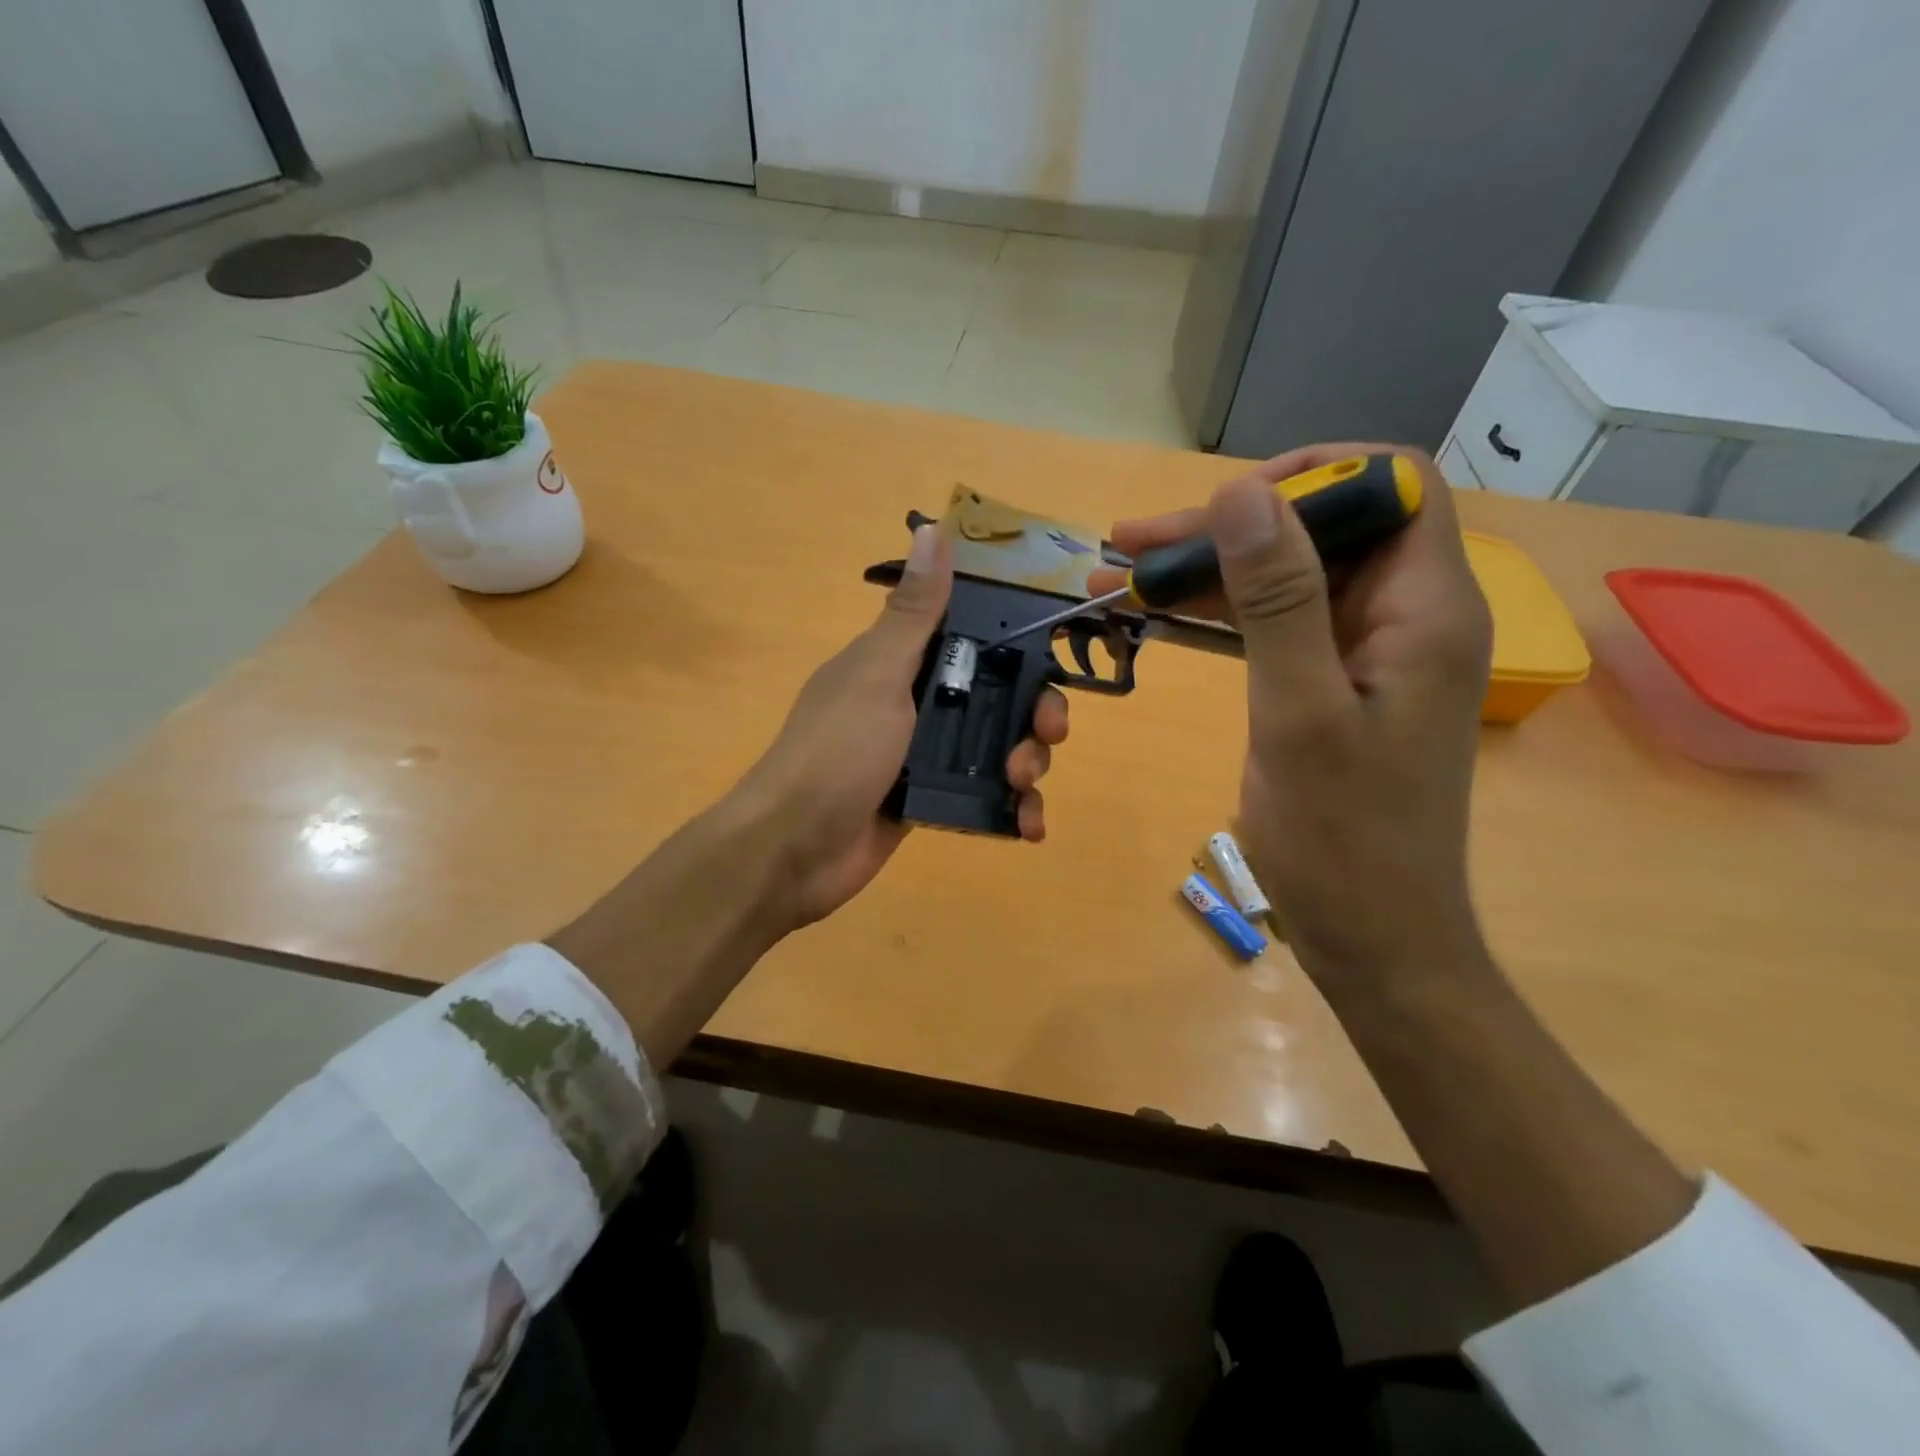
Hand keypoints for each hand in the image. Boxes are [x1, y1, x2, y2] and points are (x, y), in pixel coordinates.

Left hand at [735, 522, 1068, 927]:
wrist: (794, 849)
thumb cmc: (837, 752)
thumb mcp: (878, 674)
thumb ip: (913, 612)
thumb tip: (931, 528)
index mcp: (902, 663)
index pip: (975, 640)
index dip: (1019, 646)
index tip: (1054, 657)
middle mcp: (917, 704)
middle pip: (997, 697)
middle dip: (1033, 714)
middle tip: (1047, 734)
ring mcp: (924, 756)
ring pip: (997, 748)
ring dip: (1027, 763)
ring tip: (1024, 784)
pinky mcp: (930, 801)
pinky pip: (985, 797)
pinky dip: (1013, 811)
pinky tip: (1028, 826)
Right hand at [1094, 445, 1490, 982]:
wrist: (1372, 936)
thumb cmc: (1344, 838)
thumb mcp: (1299, 713)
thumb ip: (1277, 599)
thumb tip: (1240, 492)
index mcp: (1424, 609)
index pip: (1389, 486)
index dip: (1311, 475)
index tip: (1223, 505)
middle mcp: (1404, 617)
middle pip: (1320, 531)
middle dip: (1225, 528)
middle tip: (1131, 544)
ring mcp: (1366, 654)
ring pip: (1287, 578)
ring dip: (1207, 573)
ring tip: (1120, 577)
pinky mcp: (1331, 686)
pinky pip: (1274, 627)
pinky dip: (1216, 616)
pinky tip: (1156, 616)